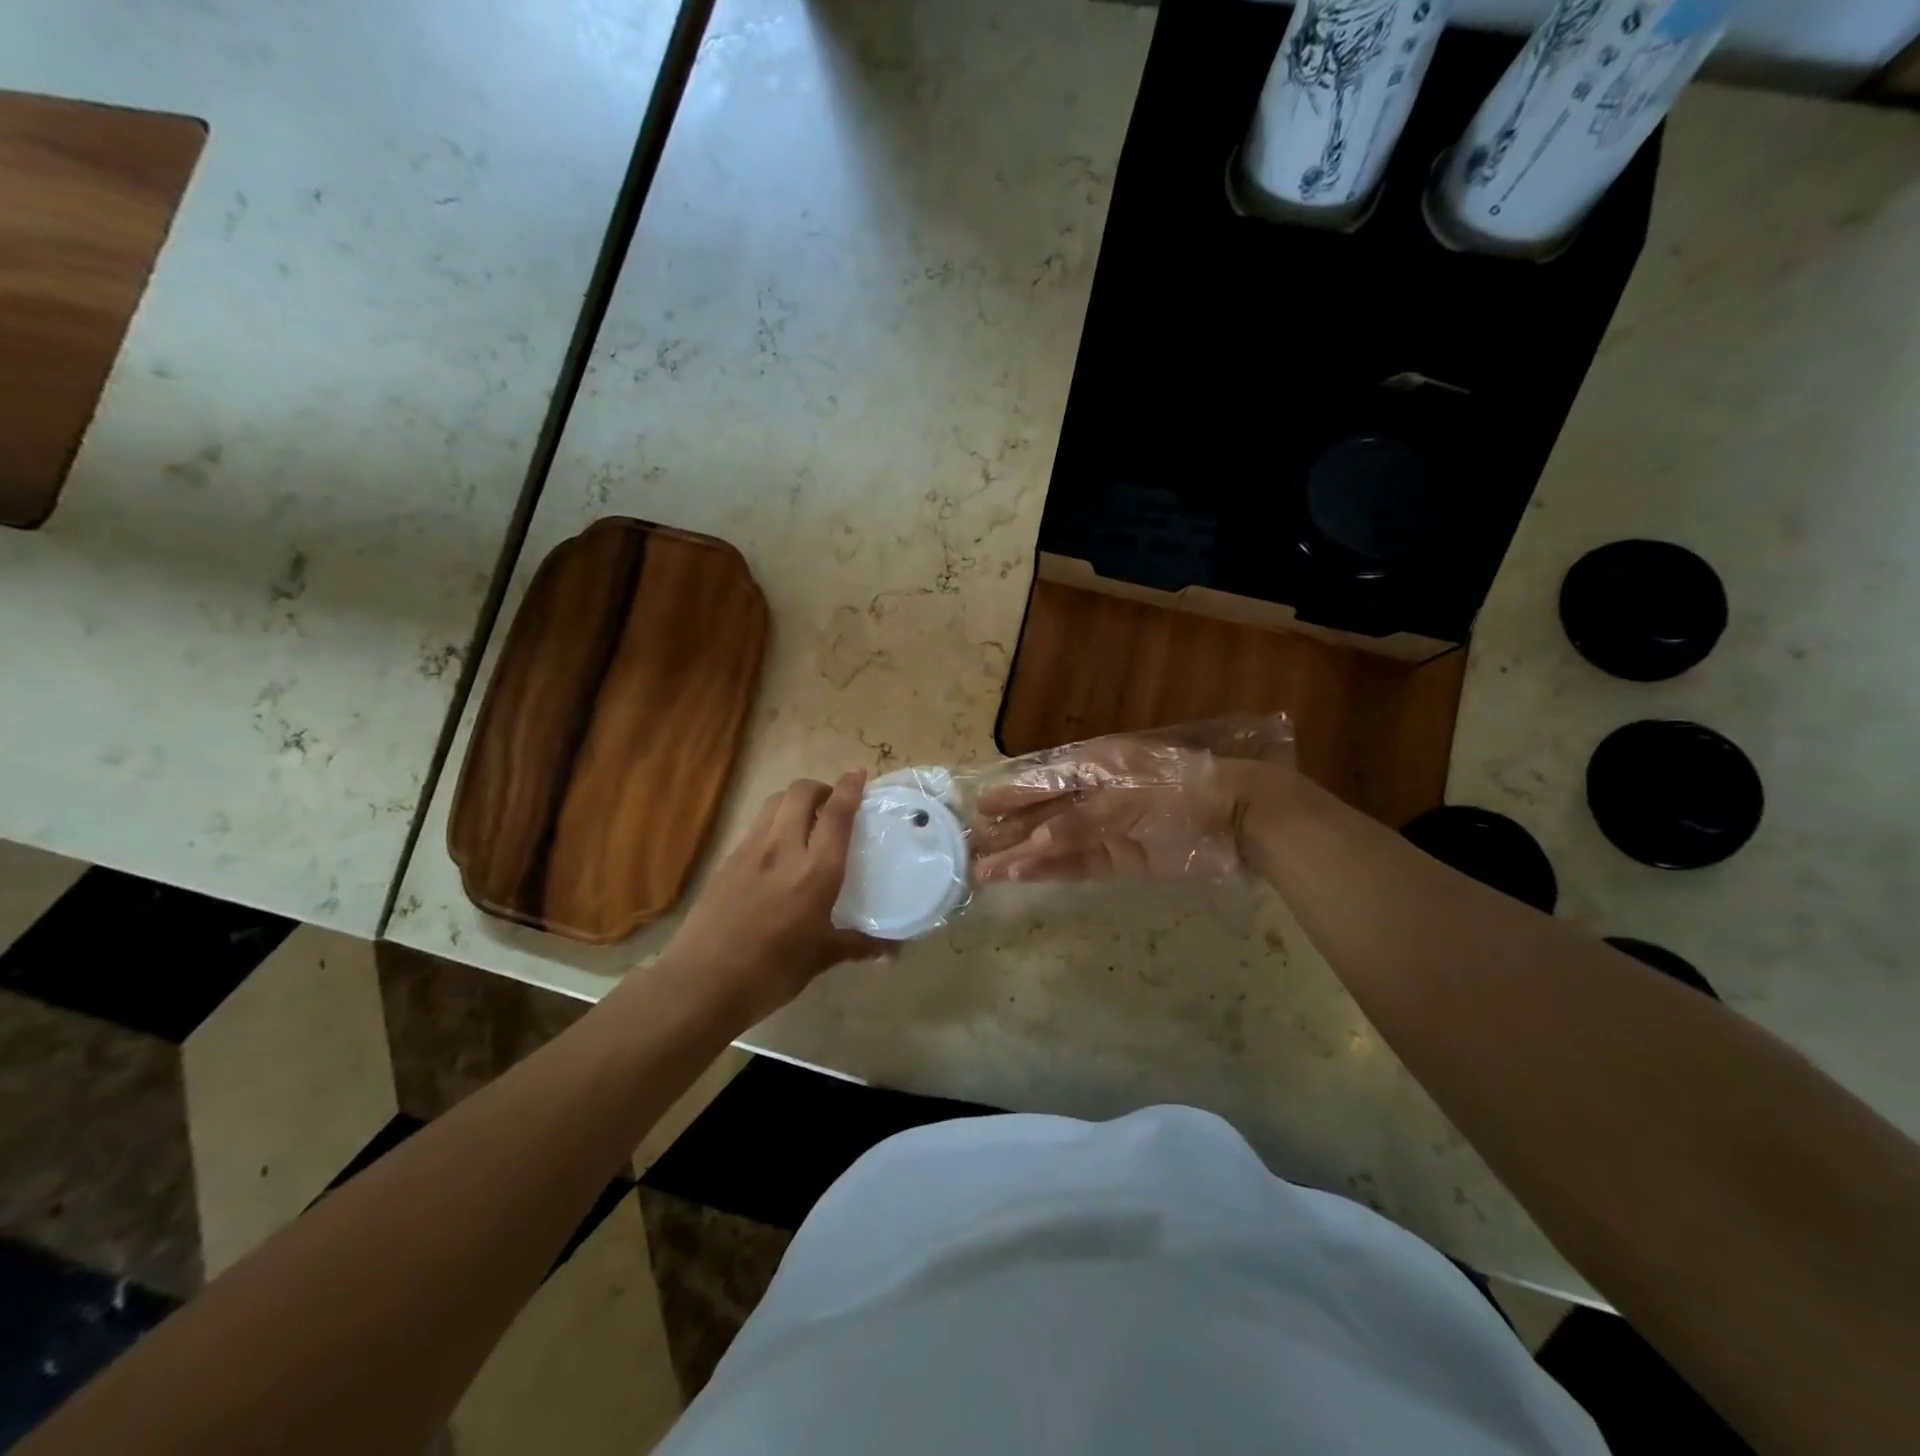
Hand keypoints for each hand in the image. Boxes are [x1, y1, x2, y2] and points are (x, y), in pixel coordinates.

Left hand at [665, 771, 889, 1023]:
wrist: (702, 983)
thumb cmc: (771, 972)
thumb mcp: (820, 958)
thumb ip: (857, 944)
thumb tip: (893, 950)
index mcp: (814, 871)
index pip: (836, 814)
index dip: (850, 788)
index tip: (859, 774)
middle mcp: (783, 849)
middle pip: (800, 792)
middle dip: (820, 787)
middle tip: (832, 804)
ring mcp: (750, 851)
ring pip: (773, 802)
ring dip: (793, 800)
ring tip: (805, 820)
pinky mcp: (726, 861)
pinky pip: (756, 825)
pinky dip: (773, 822)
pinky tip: (777, 850)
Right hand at [972, 736, 1283, 882]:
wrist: (1242, 819)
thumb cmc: (1183, 791)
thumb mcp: (1131, 798)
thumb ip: (1082, 820)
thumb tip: (1036, 843)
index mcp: (1096, 766)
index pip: (1044, 781)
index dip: (1012, 795)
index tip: (980, 809)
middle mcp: (1095, 795)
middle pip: (1044, 815)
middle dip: (1010, 832)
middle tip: (971, 850)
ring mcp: (1108, 829)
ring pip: (1055, 843)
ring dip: (1023, 856)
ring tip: (985, 872)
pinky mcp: (1123, 859)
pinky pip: (1079, 864)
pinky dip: (1052, 870)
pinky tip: (1024, 876)